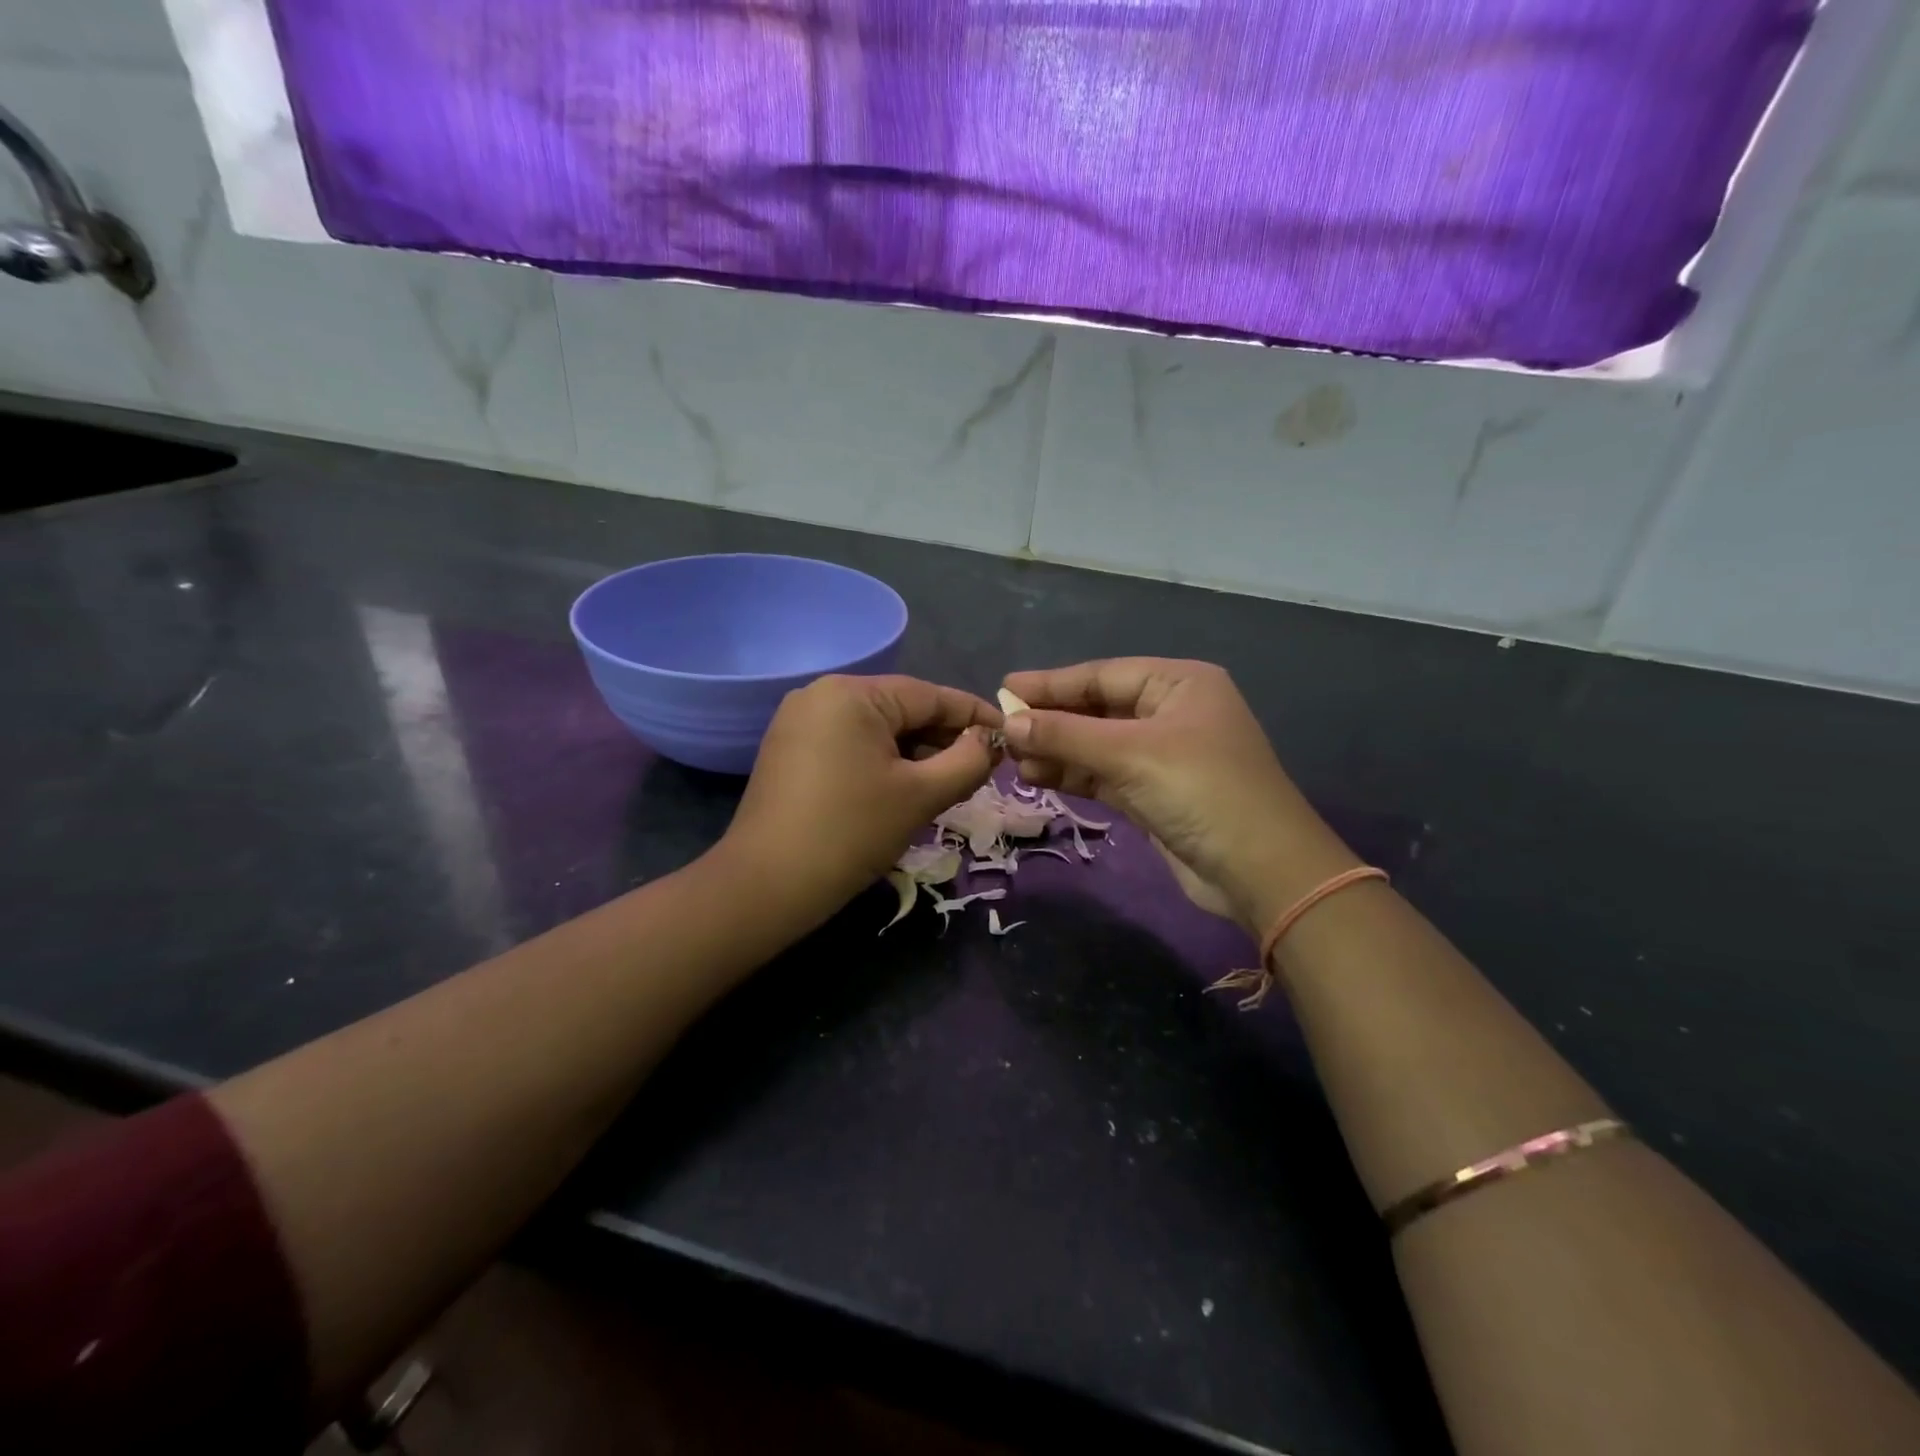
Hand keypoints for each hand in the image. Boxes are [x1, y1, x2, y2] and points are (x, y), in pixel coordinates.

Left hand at [718, 674, 1001, 922]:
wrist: (767, 886)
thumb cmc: (851, 833)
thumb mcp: (921, 795)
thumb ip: (967, 760)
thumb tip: (989, 740)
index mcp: (852, 694)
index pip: (929, 695)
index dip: (974, 715)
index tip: (1009, 734)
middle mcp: (822, 694)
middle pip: (901, 709)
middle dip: (944, 737)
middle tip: (983, 766)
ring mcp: (800, 722)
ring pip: (877, 729)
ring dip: (916, 753)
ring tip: (950, 781)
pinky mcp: (790, 750)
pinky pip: (851, 744)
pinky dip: (883, 761)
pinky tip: (906, 786)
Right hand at [1000, 659, 1357, 934]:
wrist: (1260, 872)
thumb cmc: (1201, 791)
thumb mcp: (1130, 754)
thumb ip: (1067, 734)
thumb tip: (1009, 721)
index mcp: (1179, 684)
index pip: (1103, 675)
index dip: (1052, 683)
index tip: (1004, 688)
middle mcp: (1171, 712)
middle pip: (1098, 709)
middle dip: (1052, 720)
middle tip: (1002, 728)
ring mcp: (1163, 755)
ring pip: (1097, 745)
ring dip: (1057, 750)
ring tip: (1012, 758)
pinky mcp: (1154, 793)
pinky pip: (1104, 775)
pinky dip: (1073, 775)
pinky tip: (1037, 776)